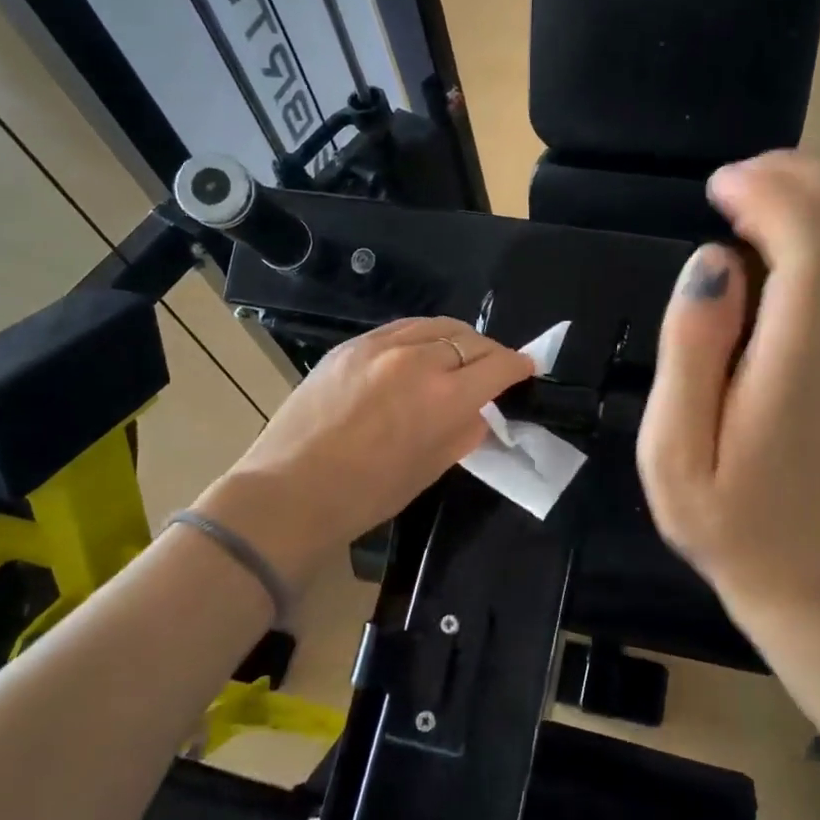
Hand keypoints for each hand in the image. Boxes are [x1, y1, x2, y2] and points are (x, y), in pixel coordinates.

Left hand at [198, 317, 533, 579]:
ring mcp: (381, 346)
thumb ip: (463, 433)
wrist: (291, 490)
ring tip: (459, 354)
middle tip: (494, 368)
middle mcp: (418, 360)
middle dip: (490, 352)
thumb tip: (479, 412)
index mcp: (445, 397)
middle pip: (470, 339)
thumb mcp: (430, 469)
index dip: (519, 366)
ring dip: (457, 338)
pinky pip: (401, 328)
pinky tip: (419, 351)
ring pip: (436, 325)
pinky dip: (421, 336)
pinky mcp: (351, 345)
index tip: (527, 368)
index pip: (498, 366)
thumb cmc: (367, 494)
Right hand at [636, 152, 819, 609]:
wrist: (804, 564)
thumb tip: (714, 259)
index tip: (718, 189)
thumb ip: (689, 351)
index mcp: (801, 372)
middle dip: (802, 175)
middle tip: (735, 182)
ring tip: (763, 192)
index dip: (772, 195)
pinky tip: (798, 225)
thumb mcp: (672, 450)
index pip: (818, 247)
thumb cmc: (722, 512)